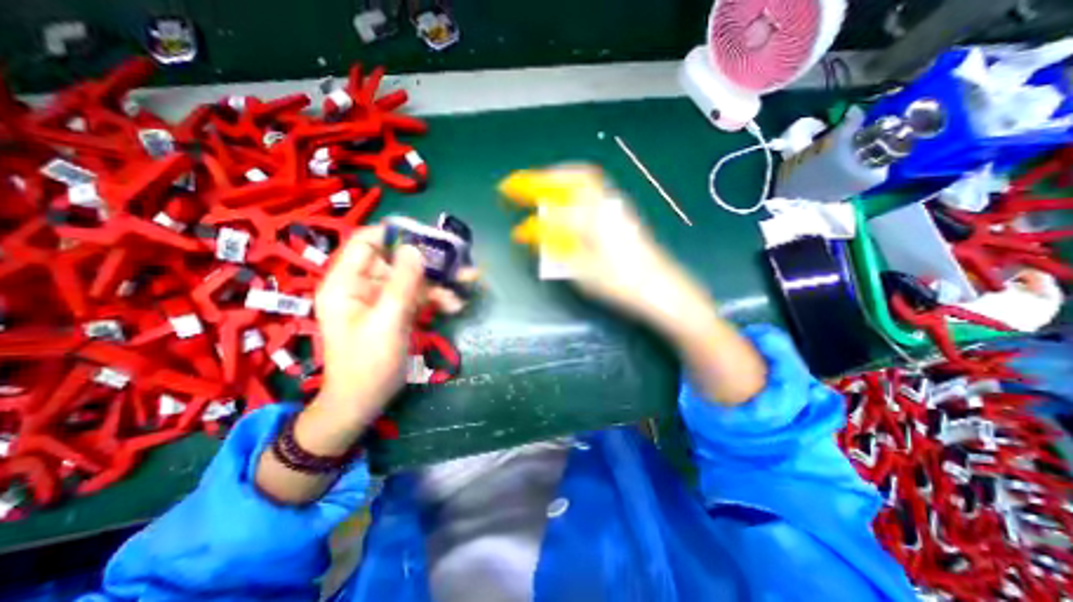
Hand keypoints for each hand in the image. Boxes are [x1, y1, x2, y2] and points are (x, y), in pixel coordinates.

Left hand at [255, 225, 471, 501]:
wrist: (365, 401)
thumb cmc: (369, 363)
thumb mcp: (387, 321)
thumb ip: (402, 284)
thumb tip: (415, 249)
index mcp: (346, 282)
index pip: (366, 242)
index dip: (395, 234)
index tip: (428, 234)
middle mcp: (364, 285)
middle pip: (398, 259)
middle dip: (430, 260)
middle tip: (460, 259)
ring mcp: (382, 298)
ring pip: (413, 277)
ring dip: (441, 281)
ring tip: (470, 281)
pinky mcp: (397, 311)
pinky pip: (419, 295)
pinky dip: (437, 298)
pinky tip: (455, 305)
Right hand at [499, 167, 766, 406]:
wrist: (661, 289)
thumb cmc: (620, 284)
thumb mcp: (581, 272)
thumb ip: (555, 248)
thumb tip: (531, 233)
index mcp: (590, 220)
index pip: (551, 210)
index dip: (527, 208)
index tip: (510, 206)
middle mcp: (604, 205)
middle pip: (573, 176)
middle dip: (544, 176)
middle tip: (523, 182)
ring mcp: (617, 207)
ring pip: (586, 180)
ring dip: (561, 177)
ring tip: (543, 185)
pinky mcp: (624, 213)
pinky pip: (595, 190)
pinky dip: (576, 187)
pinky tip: (568, 200)